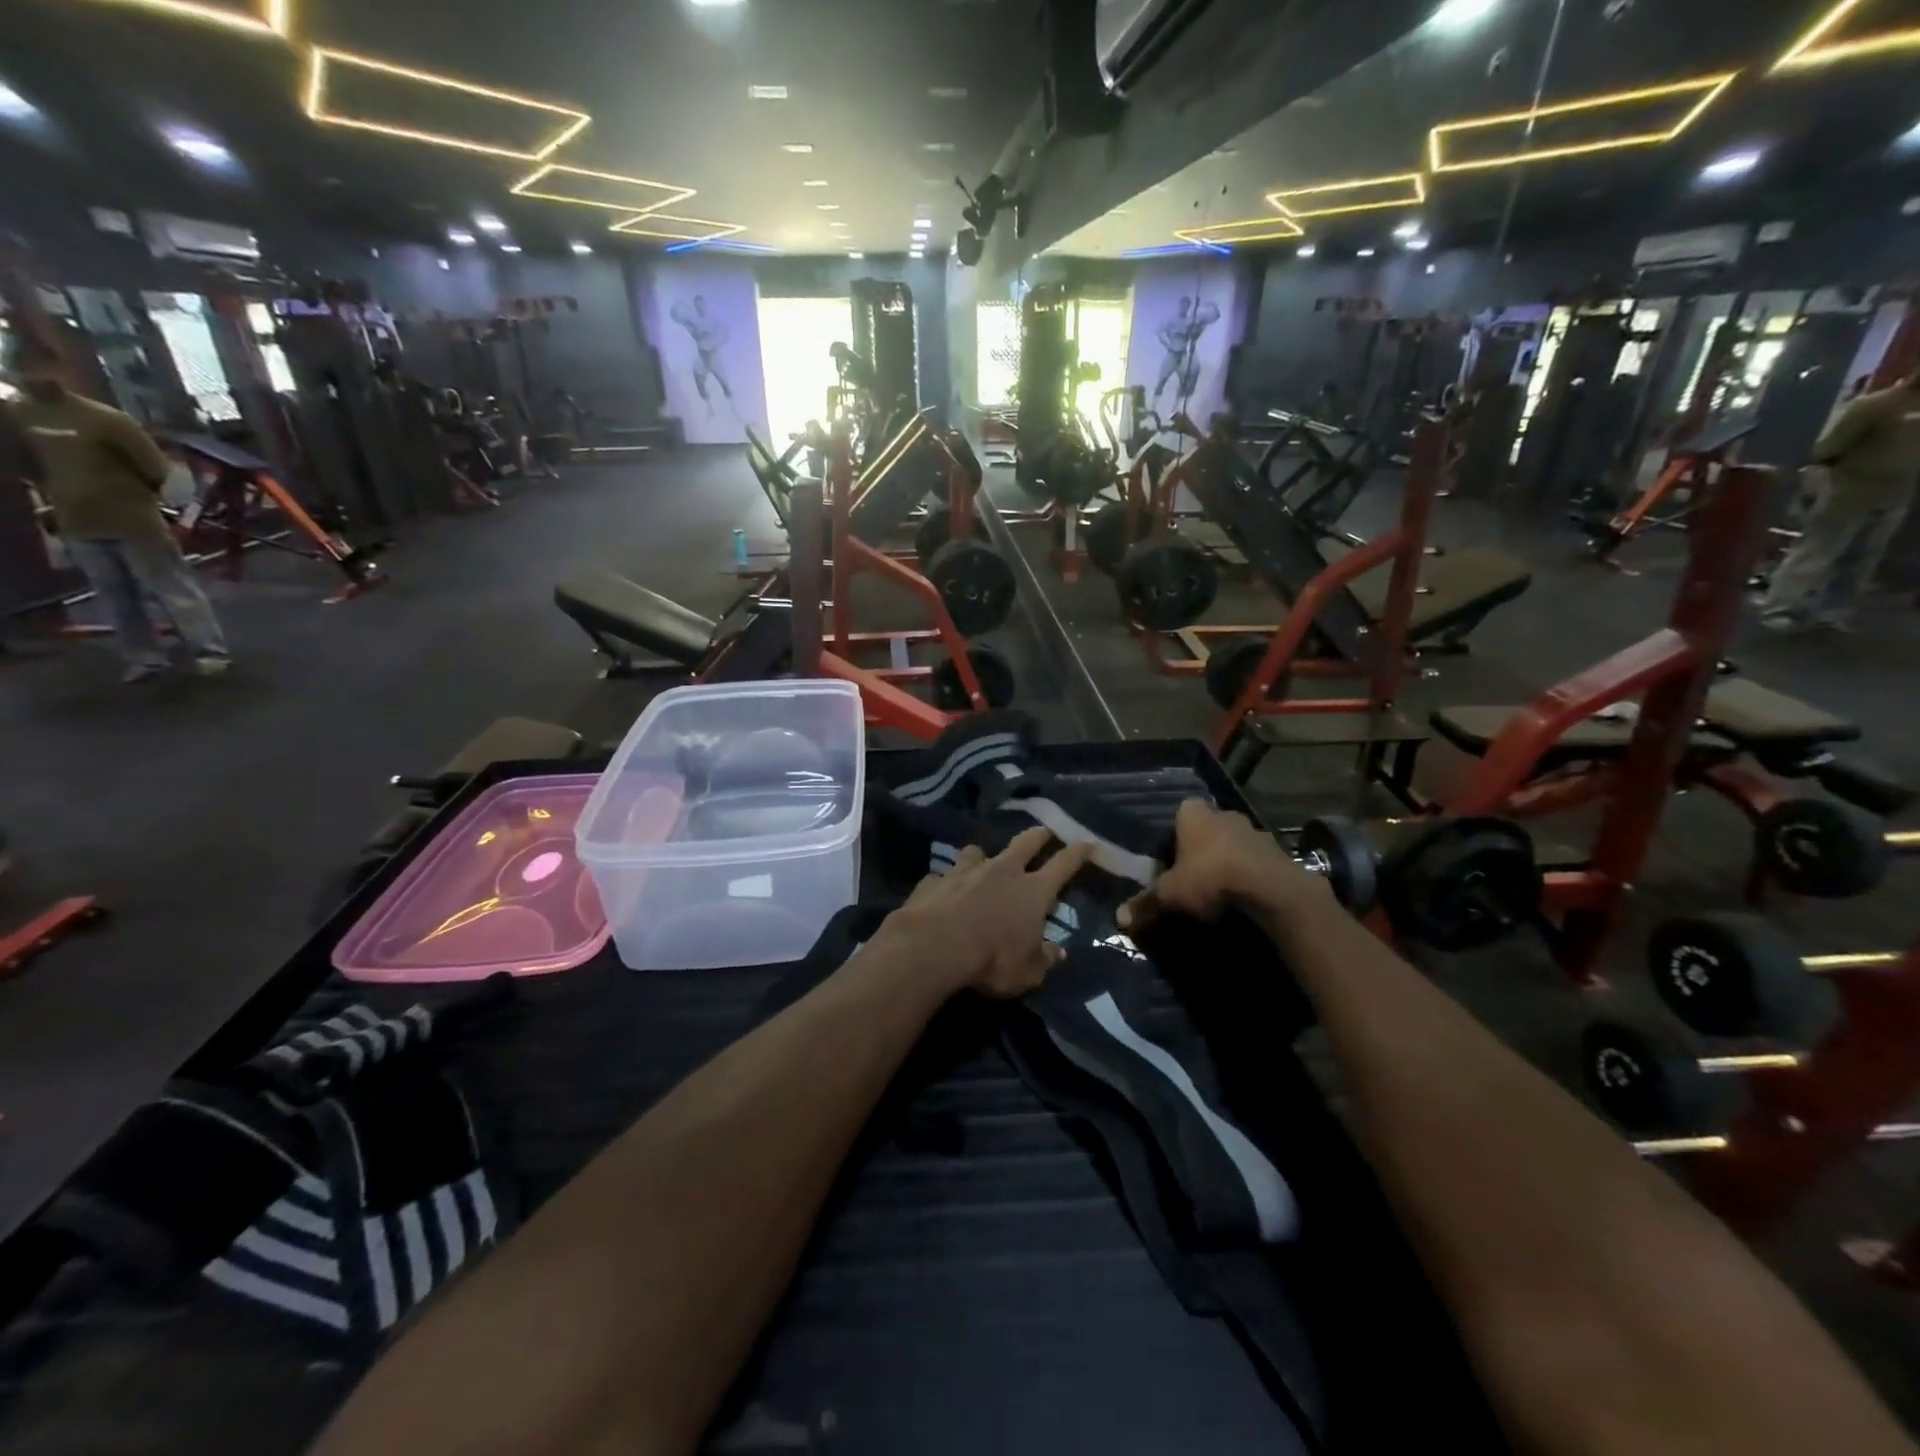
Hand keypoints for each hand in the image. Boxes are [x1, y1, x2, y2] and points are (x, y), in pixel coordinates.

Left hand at [875, 828, 1093, 998]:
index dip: (1078, 852)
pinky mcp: (935, 880)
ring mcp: (965, 871)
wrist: (933, 946)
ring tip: (982, 861)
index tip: (1088, 842)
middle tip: (1044, 831)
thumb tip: (1058, 953)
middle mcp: (1002, 872)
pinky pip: (944, 876)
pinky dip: (948, 882)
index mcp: (1032, 891)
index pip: (1063, 864)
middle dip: (1038, 835)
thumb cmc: (991, 960)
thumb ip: (1044, 959)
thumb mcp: (1028, 972)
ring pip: (978, 851)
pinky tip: (943, 893)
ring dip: (983, 856)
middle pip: (1025, 843)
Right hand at [1117, 800, 1331, 932]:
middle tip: (1193, 875)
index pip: (1180, 814)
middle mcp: (1225, 814)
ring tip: (1220, 891)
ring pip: (1235, 844)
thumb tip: (1119, 918)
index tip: (1170, 858)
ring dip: (1229, 861)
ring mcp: (1255, 831)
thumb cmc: (1209, 878)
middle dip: (1202, 848)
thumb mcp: (1170, 894)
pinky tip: (1244, 897)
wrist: (1269, 890)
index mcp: (1194, 814)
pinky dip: (1250, 875)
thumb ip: (1145, 903)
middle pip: (1208, 828)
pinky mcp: (1279, 852)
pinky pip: (1257, 861)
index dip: (1174, 835)